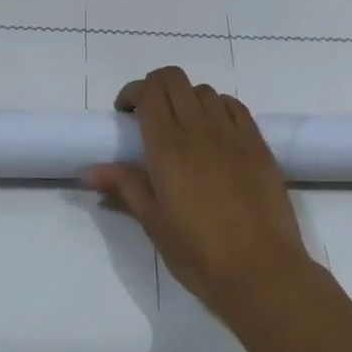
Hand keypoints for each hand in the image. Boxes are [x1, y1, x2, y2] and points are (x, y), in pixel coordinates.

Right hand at [84, 67, 312, 318]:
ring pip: (204, 90)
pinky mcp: (258, 144)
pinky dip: (218, 107)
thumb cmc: (199, 252)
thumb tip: (89, 170)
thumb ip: (124, 186)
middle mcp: (199, 129)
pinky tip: (215, 132)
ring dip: (187, 98)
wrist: (262, 271)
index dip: (132, 92)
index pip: (148, 91)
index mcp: (168, 147)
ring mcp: (232, 133)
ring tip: (183, 127)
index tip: (125, 114)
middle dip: (156, 87)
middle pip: (174, 79)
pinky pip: (234, 106)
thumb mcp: (153, 222)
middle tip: (149, 115)